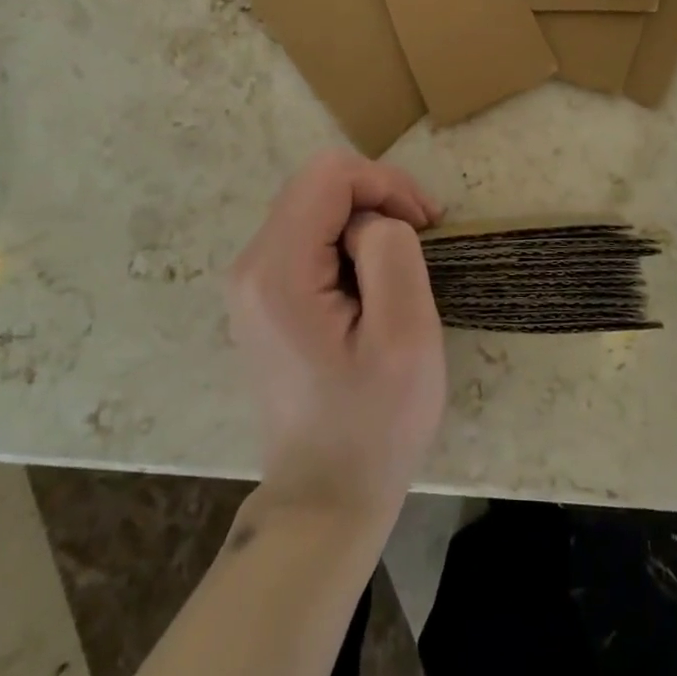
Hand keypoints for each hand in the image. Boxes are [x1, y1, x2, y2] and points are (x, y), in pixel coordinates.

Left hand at [225, 150, 446, 529]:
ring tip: (402, 264)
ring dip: (365, 219)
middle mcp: (250, 265)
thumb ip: (391, 252)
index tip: (426, 223)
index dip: (385, 183)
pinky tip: (372, 281)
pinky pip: (307, 235)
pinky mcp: (262, 296)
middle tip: (422, 237)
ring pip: (314, 205)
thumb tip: (371, 222)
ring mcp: (250, 281)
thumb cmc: (373, 424)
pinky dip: (347, 240)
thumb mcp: (405, 336)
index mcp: (278, 271)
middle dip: (377, 197)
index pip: (329, 175)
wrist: (323, 499)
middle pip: (317, 184)